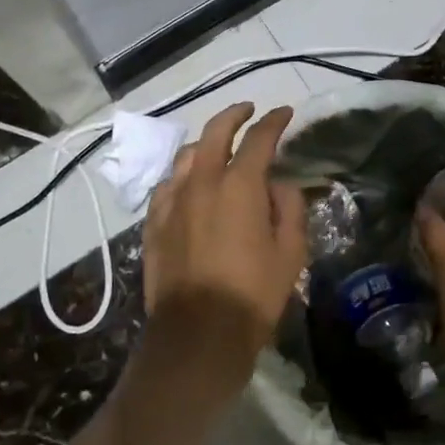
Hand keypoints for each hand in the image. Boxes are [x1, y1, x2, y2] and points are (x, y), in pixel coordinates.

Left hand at [141, 102, 306, 392]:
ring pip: (187, 156)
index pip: (259, 138)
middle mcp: (202, 182)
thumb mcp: (290, 252)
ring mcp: (172, 201)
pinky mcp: (153, 223)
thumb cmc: (253, 294)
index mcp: (239, 186)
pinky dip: (183, 175)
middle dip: (235, 115)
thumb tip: (278, 185)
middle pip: (215, 132)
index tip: (285, 112)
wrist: (198, 334)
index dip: (274, 121)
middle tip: (249, 110)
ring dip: (206, 143)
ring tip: (219, 146)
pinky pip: (168, 185)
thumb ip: (289, 208)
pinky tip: (189, 183)